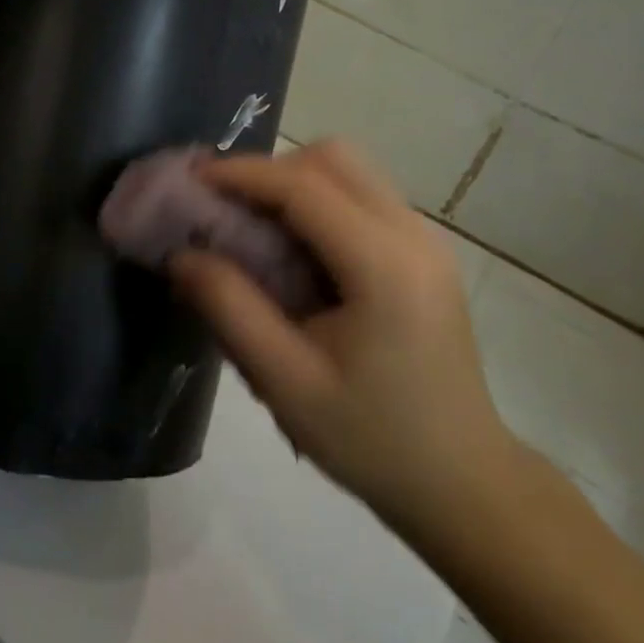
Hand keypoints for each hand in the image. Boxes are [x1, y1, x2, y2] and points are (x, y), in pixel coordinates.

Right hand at [171, 141, 519, 551]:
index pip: (303, 186)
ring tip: (251, 225)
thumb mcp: (286, 383)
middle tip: (223, 206)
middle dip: (269, 171)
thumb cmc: (372, 440)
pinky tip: (293, 249)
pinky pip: (363, 197)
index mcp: (383, 264)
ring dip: (294, 183)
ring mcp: (426, 239)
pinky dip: (319, 202)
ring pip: (350, 171)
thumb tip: (180, 253)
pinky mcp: (424, 252)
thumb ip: (229, 308)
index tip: (190, 180)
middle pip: (333, 159)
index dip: (241, 174)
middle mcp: (413, 234)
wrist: (463, 483)